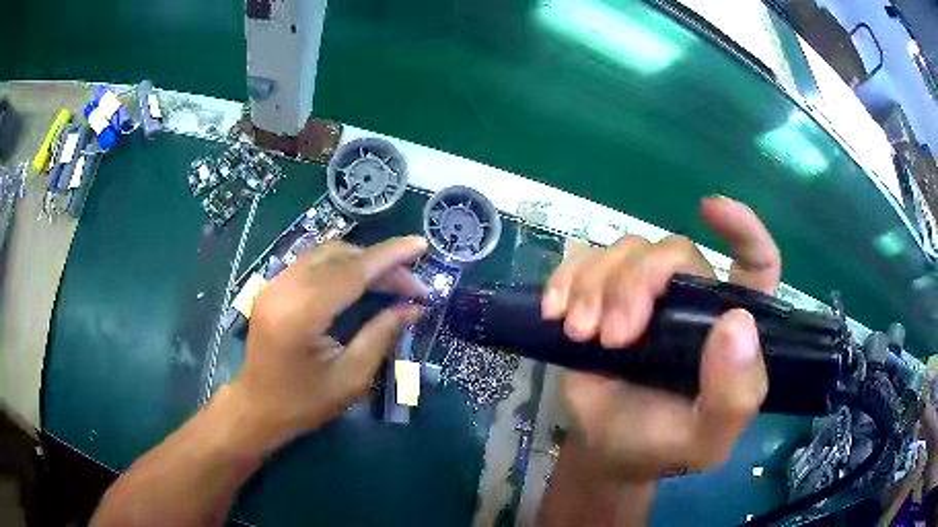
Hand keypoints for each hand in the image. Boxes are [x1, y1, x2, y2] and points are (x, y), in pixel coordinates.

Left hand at [227, 236, 427, 451]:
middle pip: (340, 257)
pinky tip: (361, 279)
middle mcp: (284, 289)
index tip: (421, 245)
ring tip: (392, 280)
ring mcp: (274, 284)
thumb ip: (381, 335)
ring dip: (361, 260)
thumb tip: (413, 308)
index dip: (389, 257)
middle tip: (413, 284)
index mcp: (301, 314)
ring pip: (325, 253)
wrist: (256, 408)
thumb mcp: (350, 378)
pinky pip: (312, 261)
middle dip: (381, 263)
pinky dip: (341, 264)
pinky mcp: (273, 287)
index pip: (352, 272)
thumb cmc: (304, 403)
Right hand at [543, 196, 779, 480]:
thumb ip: (734, 396)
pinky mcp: (604, 293)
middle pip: (673, 252)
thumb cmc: (661, 444)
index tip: (711, 209)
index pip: (756, 263)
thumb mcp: (706, 439)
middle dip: (636, 284)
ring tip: (580, 333)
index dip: (742, 230)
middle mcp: (695, 298)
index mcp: (730, 327)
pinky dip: (568, 278)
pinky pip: (585, 259)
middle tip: (611, 335)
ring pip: (626, 250)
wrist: (604, 448)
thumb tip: (737, 325)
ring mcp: (647, 292)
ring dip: (596, 286)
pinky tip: (556, 311)